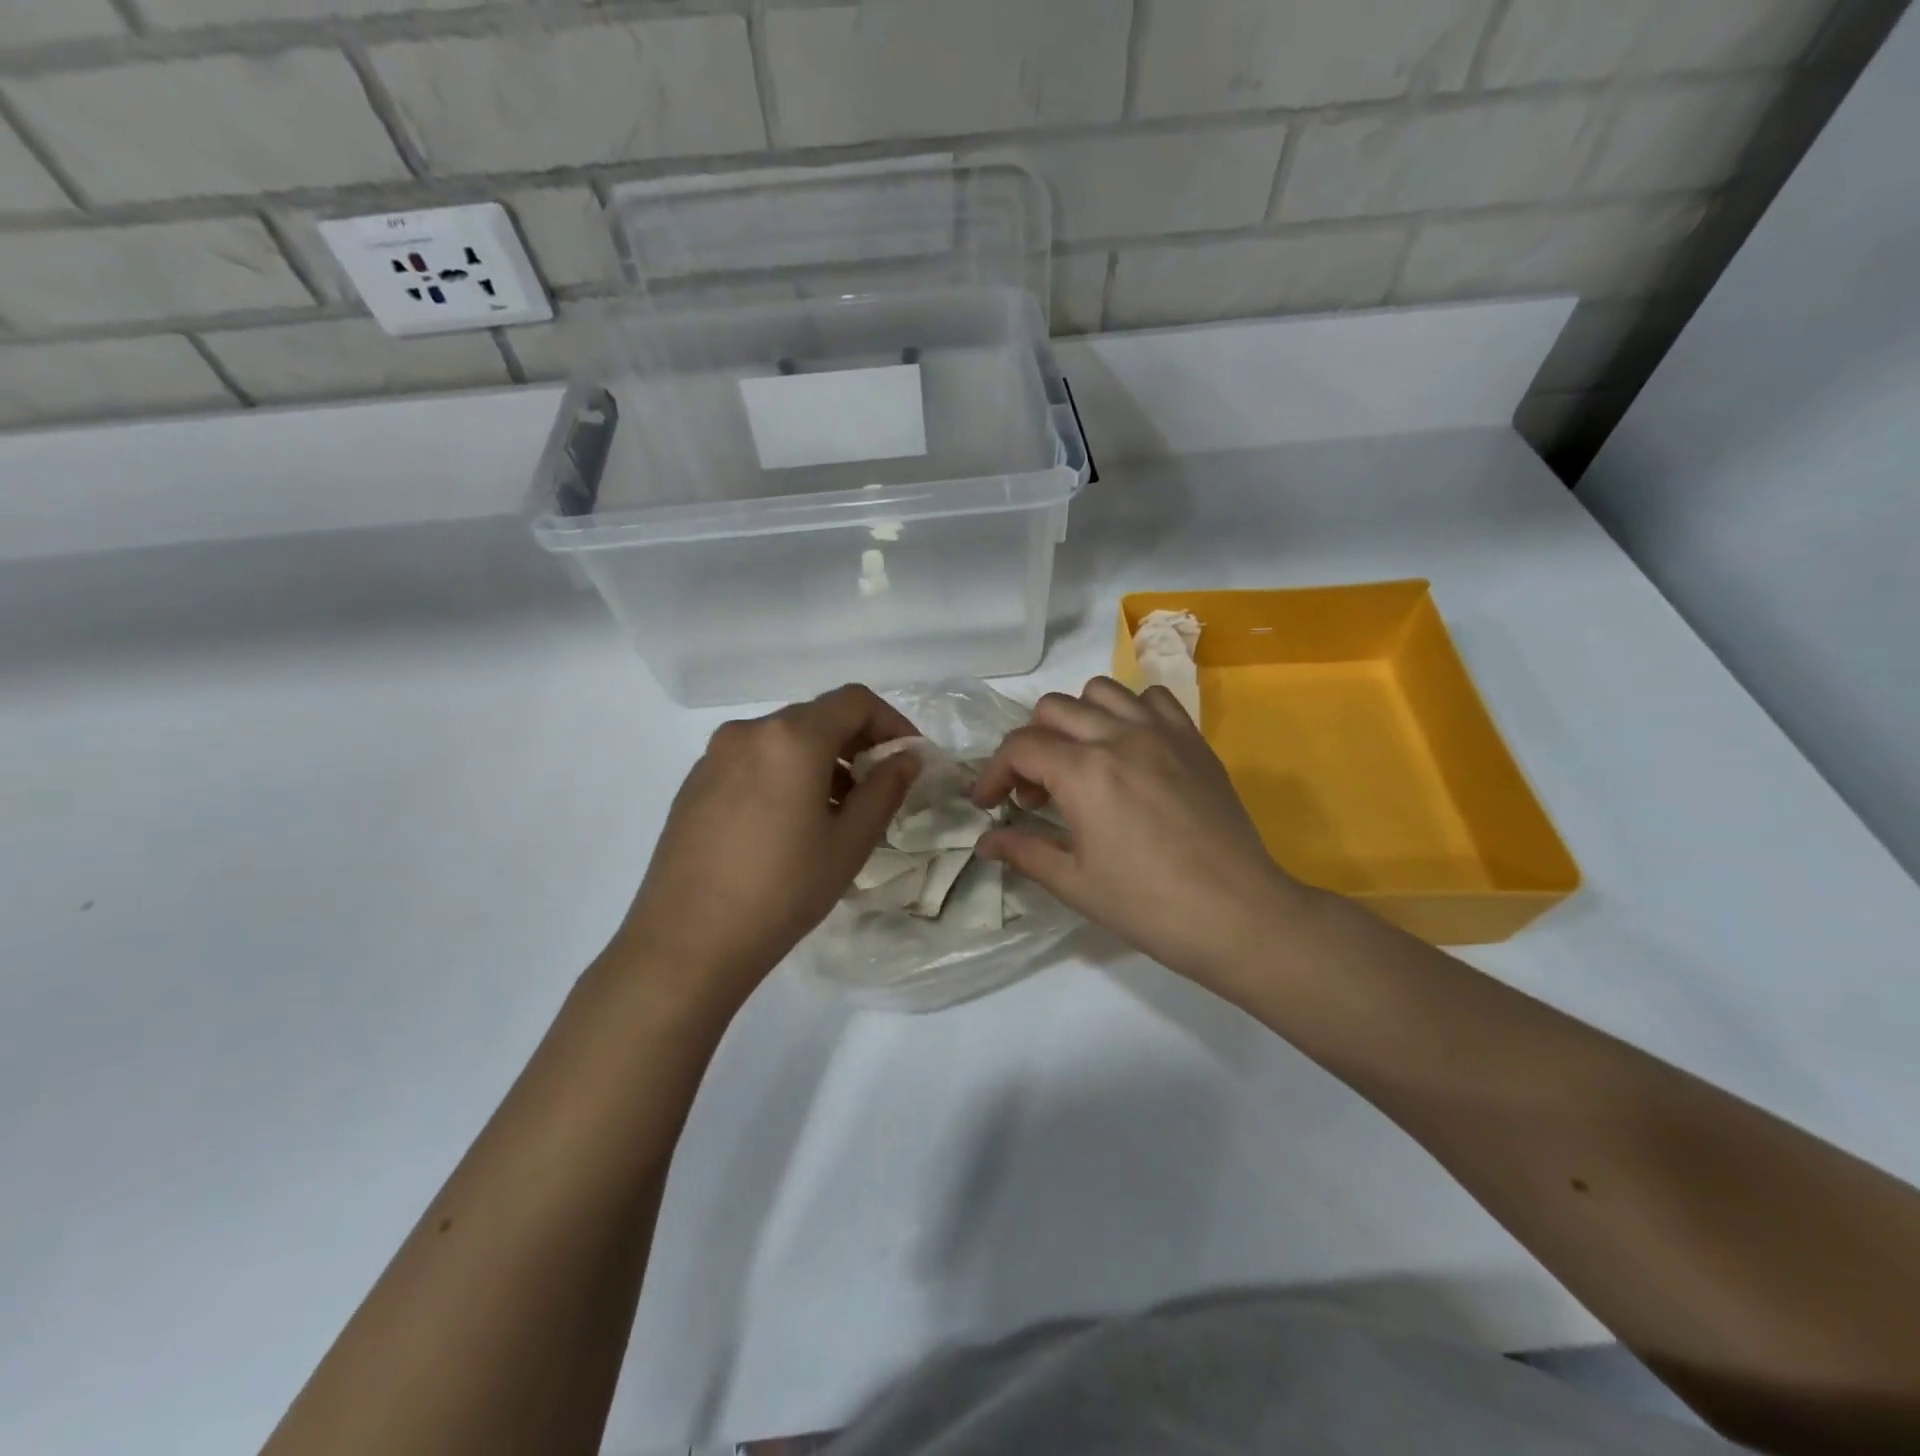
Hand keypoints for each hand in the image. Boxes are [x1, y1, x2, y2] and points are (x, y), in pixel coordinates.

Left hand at [611, 685, 920, 1008]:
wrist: (687, 941)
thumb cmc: (782, 890)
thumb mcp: (849, 842)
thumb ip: (885, 789)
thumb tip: (906, 758)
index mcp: (791, 738)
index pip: (854, 701)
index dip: (891, 721)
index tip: (908, 757)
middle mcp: (749, 732)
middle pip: (817, 717)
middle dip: (856, 743)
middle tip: (878, 788)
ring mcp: (715, 756)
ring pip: (783, 740)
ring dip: (821, 761)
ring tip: (835, 813)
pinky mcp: (694, 783)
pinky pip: (753, 761)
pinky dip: (784, 774)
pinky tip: (788, 824)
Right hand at [972, 678, 1306, 989]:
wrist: (1236, 914)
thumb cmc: (1148, 906)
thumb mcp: (1074, 883)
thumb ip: (1024, 852)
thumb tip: (986, 842)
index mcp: (1083, 772)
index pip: (1019, 747)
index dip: (993, 773)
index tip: (988, 803)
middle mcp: (1118, 736)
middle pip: (1052, 709)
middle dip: (1030, 744)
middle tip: (1036, 791)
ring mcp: (1160, 732)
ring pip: (1100, 692)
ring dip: (1076, 719)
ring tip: (1080, 761)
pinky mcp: (1193, 740)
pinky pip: (1152, 698)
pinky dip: (1129, 712)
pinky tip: (1129, 749)